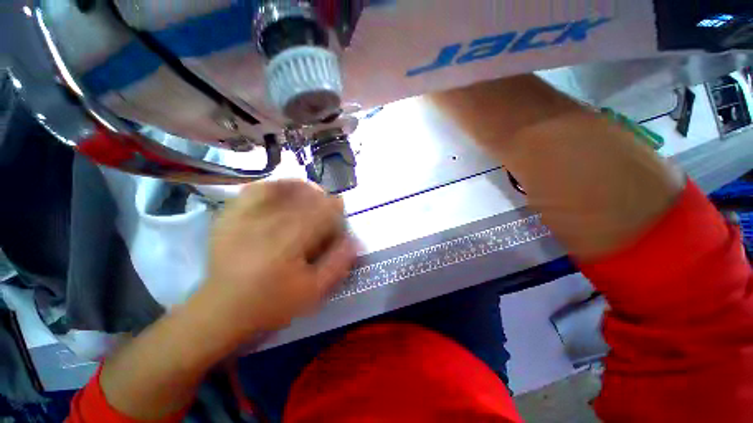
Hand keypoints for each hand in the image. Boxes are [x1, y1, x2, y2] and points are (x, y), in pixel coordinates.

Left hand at [200, 180, 356, 338]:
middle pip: (303, 196)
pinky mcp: (230, 217)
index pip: (321, 211)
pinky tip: (280, 192)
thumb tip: (354, 240)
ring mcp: (245, 216)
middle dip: (320, 198)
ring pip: (280, 188)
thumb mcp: (313, 290)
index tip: (341, 210)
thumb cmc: (272, 303)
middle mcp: (267, 221)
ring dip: (299, 188)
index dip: (335, 208)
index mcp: (289, 239)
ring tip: (308, 193)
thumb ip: (338, 263)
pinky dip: (271, 186)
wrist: (222, 311)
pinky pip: (253, 190)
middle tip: (326, 205)